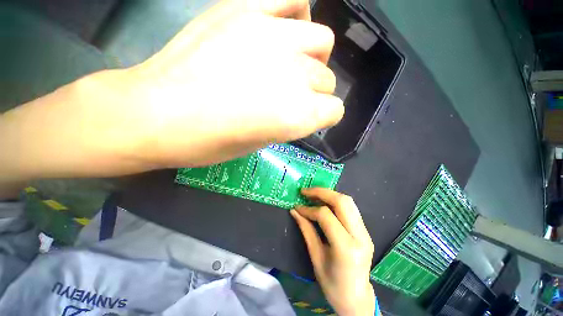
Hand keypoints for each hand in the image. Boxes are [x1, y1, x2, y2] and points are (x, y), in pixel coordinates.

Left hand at [113, 0, 343, 166]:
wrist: (151, 110)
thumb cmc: (196, 140)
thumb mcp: (251, 145)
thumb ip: (287, 121)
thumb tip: (299, 103)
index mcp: (297, 114)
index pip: (333, 109)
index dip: (317, 114)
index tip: (298, 113)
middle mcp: (296, 72)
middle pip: (325, 76)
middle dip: (309, 85)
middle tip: (280, 85)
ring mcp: (273, 35)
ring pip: (321, 38)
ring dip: (310, 50)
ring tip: (286, 51)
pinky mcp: (247, 11)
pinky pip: (293, 0)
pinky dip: (295, 10)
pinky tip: (281, 21)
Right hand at [290, 188, 376, 315]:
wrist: (354, 295)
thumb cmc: (331, 285)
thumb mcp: (316, 259)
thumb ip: (308, 233)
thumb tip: (296, 212)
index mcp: (346, 247)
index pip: (327, 216)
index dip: (309, 209)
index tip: (296, 207)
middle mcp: (360, 236)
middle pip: (344, 202)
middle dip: (323, 193)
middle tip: (305, 192)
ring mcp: (367, 234)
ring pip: (351, 204)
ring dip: (332, 197)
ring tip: (314, 197)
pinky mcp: (367, 234)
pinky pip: (354, 213)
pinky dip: (339, 206)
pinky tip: (327, 209)